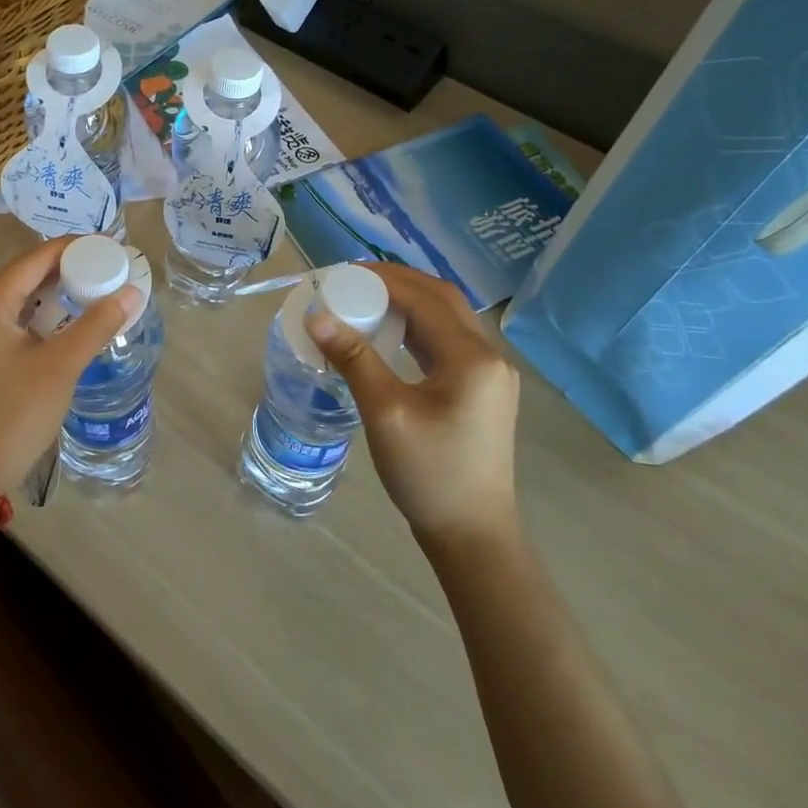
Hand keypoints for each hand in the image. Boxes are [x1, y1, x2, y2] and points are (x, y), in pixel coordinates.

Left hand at [0, 237, 135, 496]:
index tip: (108, 245)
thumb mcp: (61, 366)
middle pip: (22, 275)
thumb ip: (98, 324)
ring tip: (93, 288)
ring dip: (52, 292)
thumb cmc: (16, 415)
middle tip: (107, 268)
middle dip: (65, 269)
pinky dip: (36, 313)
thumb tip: (133, 292)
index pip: (33, 260)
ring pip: (15, 297)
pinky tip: (64, 317)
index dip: (73, 248)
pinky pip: (7, 317)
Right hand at [305, 263, 520, 544]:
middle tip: (351, 280)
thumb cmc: (428, 474)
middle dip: (396, 282)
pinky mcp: (483, 389)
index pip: (424, 297)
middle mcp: (489, 355)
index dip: (382, 278)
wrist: (472, 534)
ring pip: (446, 318)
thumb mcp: (385, 413)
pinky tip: (388, 334)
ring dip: (407, 302)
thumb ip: (354, 359)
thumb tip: (316, 315)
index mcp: (471, 357)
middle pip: (441, 299)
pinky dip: (417, 327)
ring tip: (363, 299)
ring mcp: (490, 373)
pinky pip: (448, 341)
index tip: (340, 274)